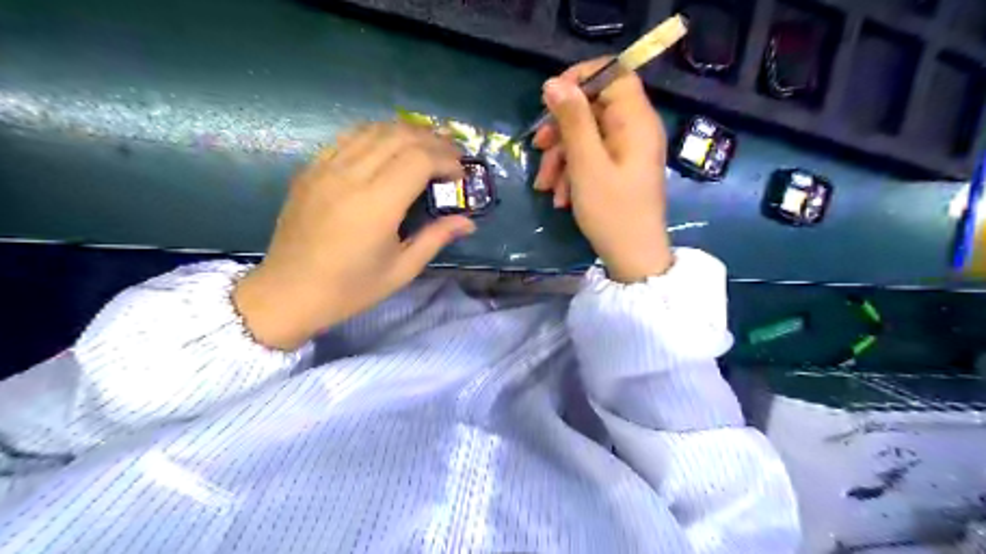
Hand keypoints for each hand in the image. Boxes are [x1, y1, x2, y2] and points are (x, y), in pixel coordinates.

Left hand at [233, 123, 475, 350]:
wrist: (287, 293)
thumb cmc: (350, 289)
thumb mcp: (401, 270)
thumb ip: (436, 238)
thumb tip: (468, 221)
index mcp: (376, 205)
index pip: (418, 159)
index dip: (446, 160)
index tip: (460, 176)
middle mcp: (350, 177)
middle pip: (399, 136)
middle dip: (432, 140)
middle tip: (451, 156)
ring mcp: (326, 169)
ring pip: (373, 129)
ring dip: (406, 132)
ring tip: (426, 147)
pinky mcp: (311, 170)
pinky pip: (348, 138)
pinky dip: (376, 135)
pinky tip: (388, 148)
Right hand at [536, 58, 674, 282]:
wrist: (633, 259)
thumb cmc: (612, 212)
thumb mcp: (587, 165)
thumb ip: (573, 120)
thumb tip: (554, 82)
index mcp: (636, 121)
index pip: (614, 74)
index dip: (581, 79)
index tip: (550, 98)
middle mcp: (635, 129)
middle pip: (594, 108)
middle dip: (561, 129)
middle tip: (537, 148)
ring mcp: (627, 152)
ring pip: (587, 136)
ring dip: (561, 157)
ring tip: (545, 186)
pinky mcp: (619, 170)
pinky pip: (592, 158)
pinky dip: (572, 173)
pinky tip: (560, 197)